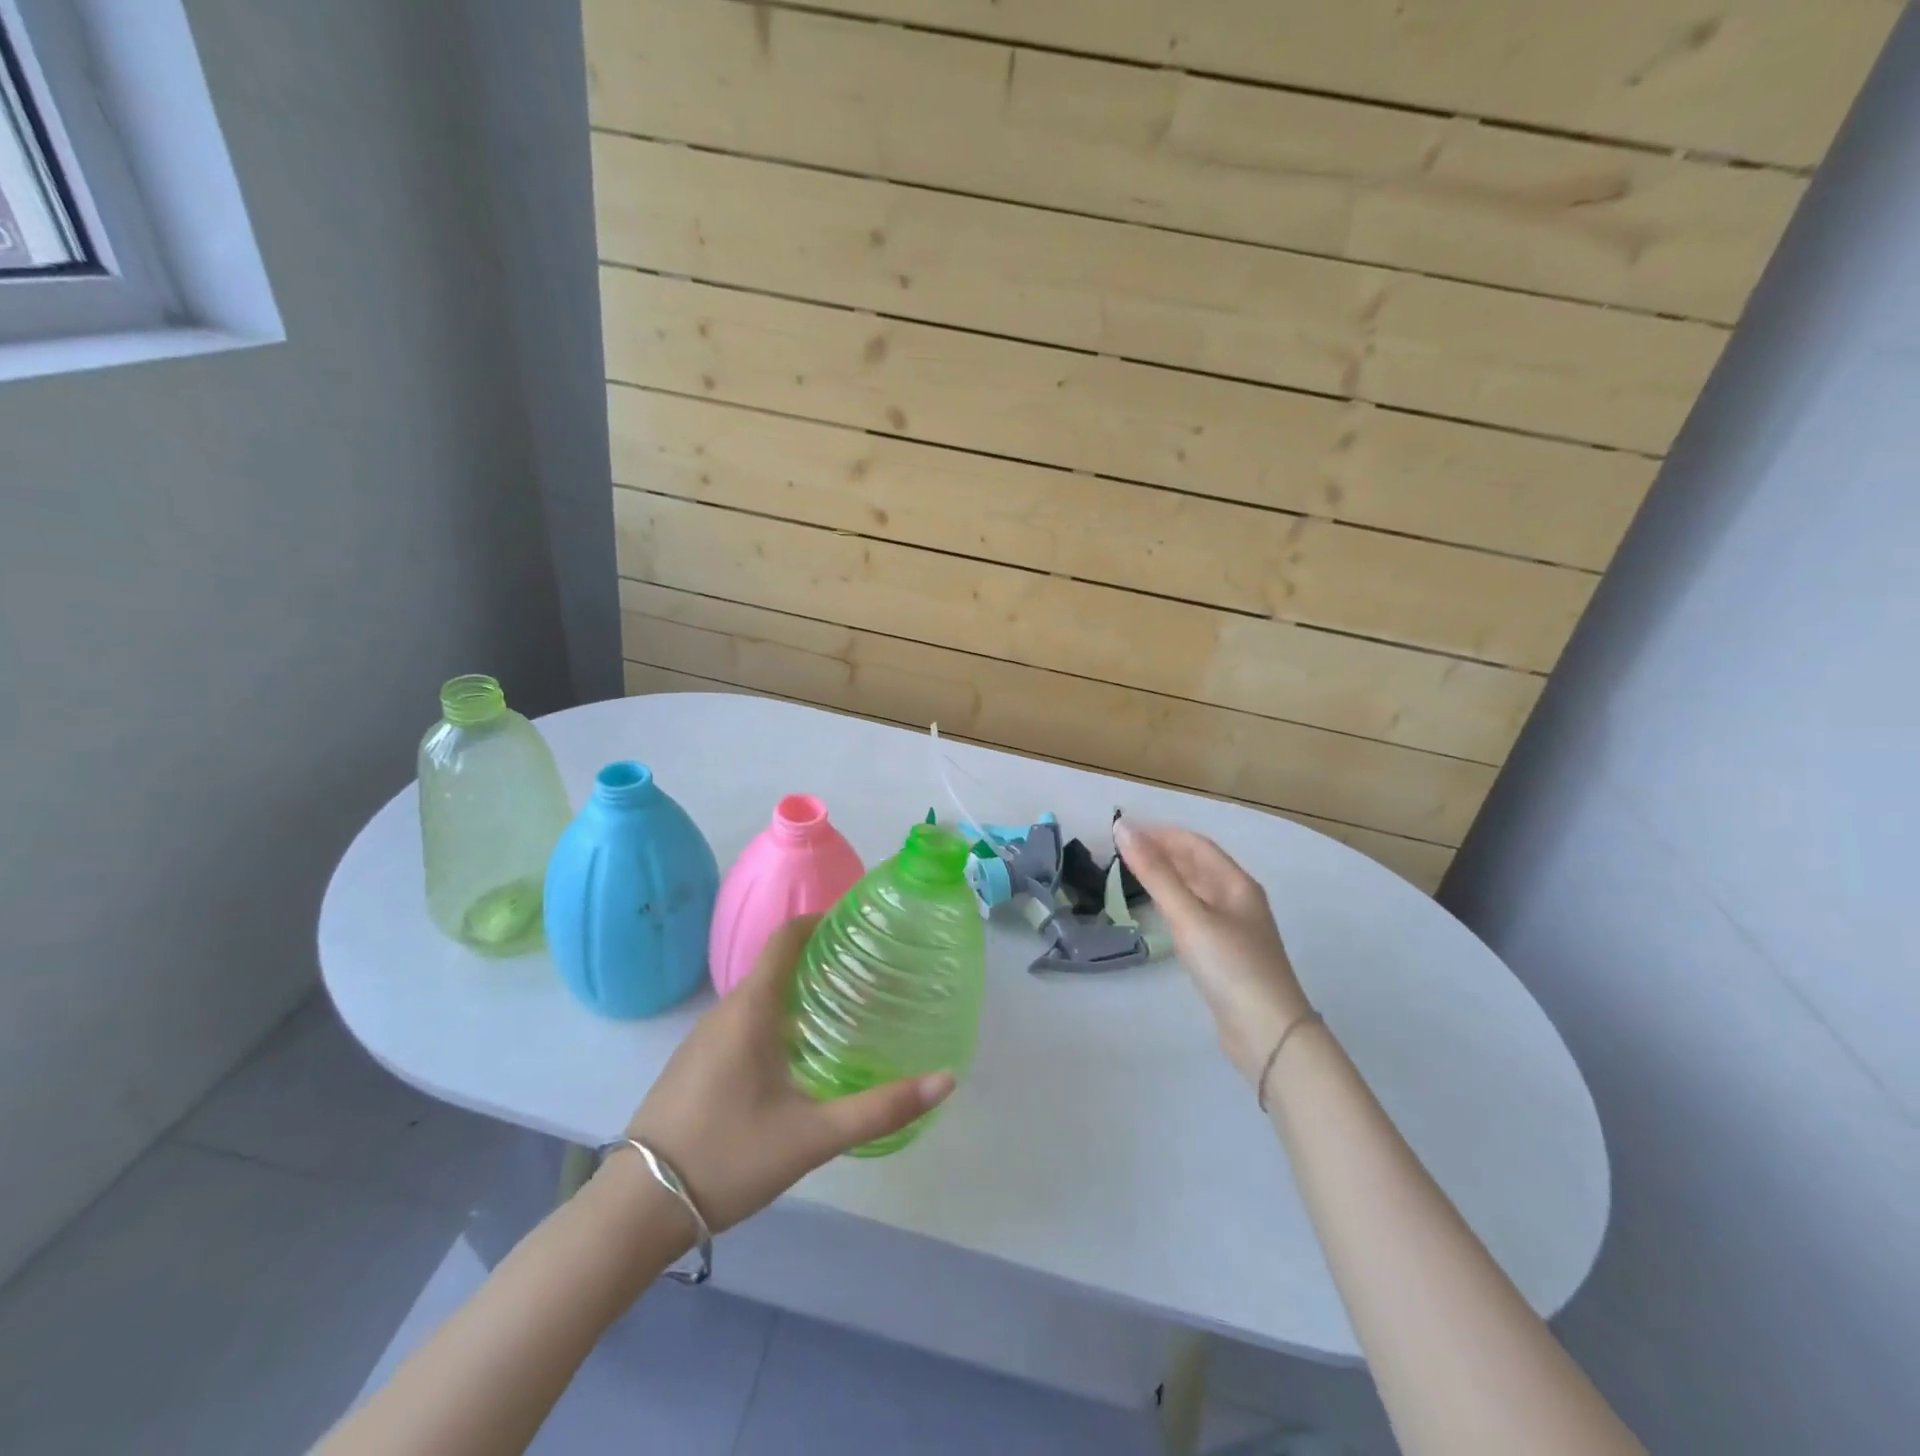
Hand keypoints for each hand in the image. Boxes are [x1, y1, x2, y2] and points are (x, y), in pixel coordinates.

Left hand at [622, 915, 955, 1232]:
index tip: (860, 925)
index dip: (822, 920)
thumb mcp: (812, 1136)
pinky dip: (777, 1019)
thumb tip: (945, 1080)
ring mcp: (704, 1038)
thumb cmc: (727, 1157)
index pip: (787, 937)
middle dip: (821, 961)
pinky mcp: (695, 1063)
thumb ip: (880, 1109)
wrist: (635, 1209)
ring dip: (799, 992)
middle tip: (869, 974)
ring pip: (760, 996)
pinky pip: (743, 1022)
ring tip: (845, 1010)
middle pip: (777, 964)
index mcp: (750, 1009)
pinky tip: (799, 1057)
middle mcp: (725, 1011)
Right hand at [1116, 821, 1311, 1086]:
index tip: (1124, 830)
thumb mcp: (1189, 915)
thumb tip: (1123, 828)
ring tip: (1131, 874)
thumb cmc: (1230, 966)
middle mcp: (1238, 900)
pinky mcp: (1225, 955)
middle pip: (1197, 865)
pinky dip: (1173, 904)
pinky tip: (1157, 912)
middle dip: (1162, 852)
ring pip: (1196, 891)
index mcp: (1236, 884)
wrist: (1266, 1033)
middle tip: (1121, 851)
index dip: (1161, 833)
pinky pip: (1195, 915)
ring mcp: (1234, 929)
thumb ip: (1155, 873)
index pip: (1196, 844)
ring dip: (1166, 877)